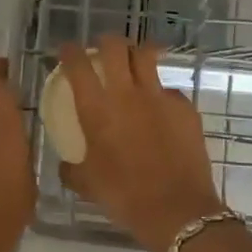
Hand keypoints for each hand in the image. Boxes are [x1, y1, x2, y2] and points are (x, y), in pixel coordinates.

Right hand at [58, 36, 224, 251]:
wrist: (177, 210)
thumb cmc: (124, 196)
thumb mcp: (87, 184)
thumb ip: (71, 168)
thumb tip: (66, 163)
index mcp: (96, 109)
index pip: (78, 65)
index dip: (69, 51)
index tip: (67, 50)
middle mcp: (126, 94)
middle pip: (115, 47)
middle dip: (106, 42)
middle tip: (103, 49)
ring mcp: (159, 97)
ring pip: (147, 56)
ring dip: (137, 53)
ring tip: (135, 60)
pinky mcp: (185, 107)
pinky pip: (170, 90)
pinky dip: (161, 93)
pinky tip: (161, 108)